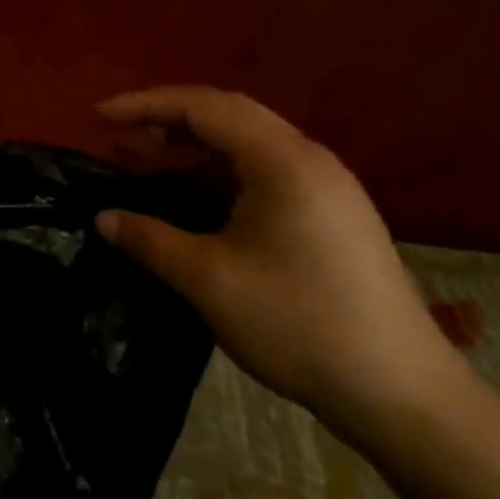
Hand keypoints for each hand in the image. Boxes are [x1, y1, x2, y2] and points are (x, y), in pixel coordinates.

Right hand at [92, 86, 459, 429]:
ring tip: (141, 163)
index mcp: (283, 163)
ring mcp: (326, 188)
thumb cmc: (299, 324)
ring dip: (190, 147)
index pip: (204, 107)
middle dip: (165, 119)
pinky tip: (190, 197)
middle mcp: (309, 161)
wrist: (402, 394)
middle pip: (227, 115)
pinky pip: (262, 172)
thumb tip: (103, 218)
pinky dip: (215, 172)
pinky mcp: (330, 216)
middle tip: (116, 138)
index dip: (145, 104)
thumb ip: (149, 239)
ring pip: (246, 144)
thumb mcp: (208, 280)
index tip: (97, 117)